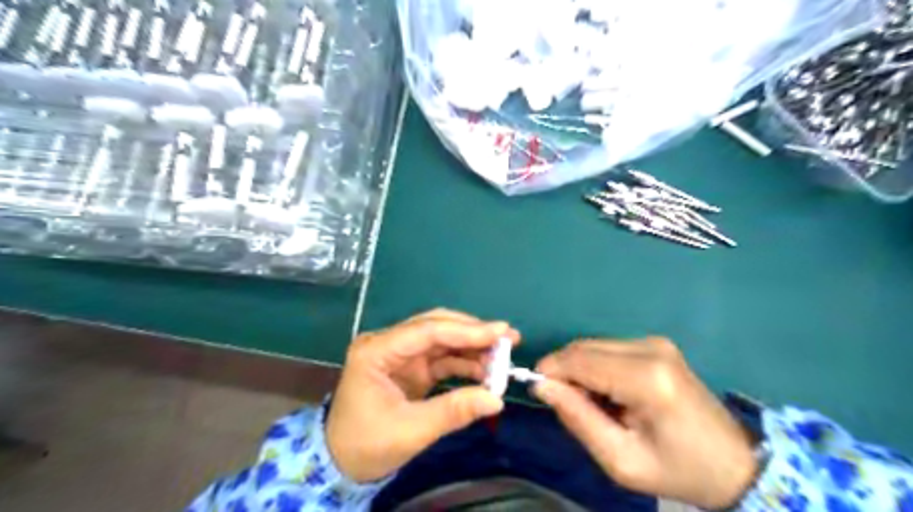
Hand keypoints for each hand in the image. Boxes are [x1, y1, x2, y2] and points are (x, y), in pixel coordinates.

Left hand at [327, 308, 511, 483]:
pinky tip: (485, 371)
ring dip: (472, 347)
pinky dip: (464, 363)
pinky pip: (442, 358)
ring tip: (503, 357)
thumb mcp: (411, 431)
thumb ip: (453, 411)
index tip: (501, 331)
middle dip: (472, 332)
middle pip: (436, 327)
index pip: (427, 331)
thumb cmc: (367, 444)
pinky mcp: (411, 366)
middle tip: (508, 338)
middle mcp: (388, 343)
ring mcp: (400, 354)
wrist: (343, 462)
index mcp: (376, 351)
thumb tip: (496, 399)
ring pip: (443, 340)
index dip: (466, 330)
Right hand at [536, 337, 756, 510]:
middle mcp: (650, 349)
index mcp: (646, 378)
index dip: (550, 372)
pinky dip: (596, 367)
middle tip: (567, 405)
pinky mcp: (656, 344)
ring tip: (593, 404)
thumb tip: (542, 386)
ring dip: (579, 370)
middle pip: (583, 348)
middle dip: (564, 372)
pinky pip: (607, 348)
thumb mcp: (621, 460)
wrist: (735, 464)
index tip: (536, 391)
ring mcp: (655, 342)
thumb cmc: (678, 470)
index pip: (579, 360)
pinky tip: (609, 392)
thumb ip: (578, 418)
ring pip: (592, 346)